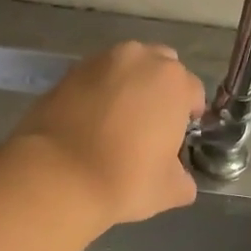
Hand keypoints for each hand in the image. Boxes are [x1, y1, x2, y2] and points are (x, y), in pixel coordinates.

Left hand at [10, 41, 205, 225]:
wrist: (57, 177)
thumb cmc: (125, 180)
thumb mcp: (171, 190)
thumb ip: (183, 177)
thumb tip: (178, 176)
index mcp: (173, 82)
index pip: (193, 92)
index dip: (189, 117)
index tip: (178, 140)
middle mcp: (139, 59)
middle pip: (160, 69)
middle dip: (159, 92)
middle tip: (149, 128)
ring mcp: (98, 62)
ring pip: (125, 70)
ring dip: (128, 89)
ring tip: (117, 125)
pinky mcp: (66, 74)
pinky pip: (94, 80)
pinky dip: (97, 95)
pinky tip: (90, 125)